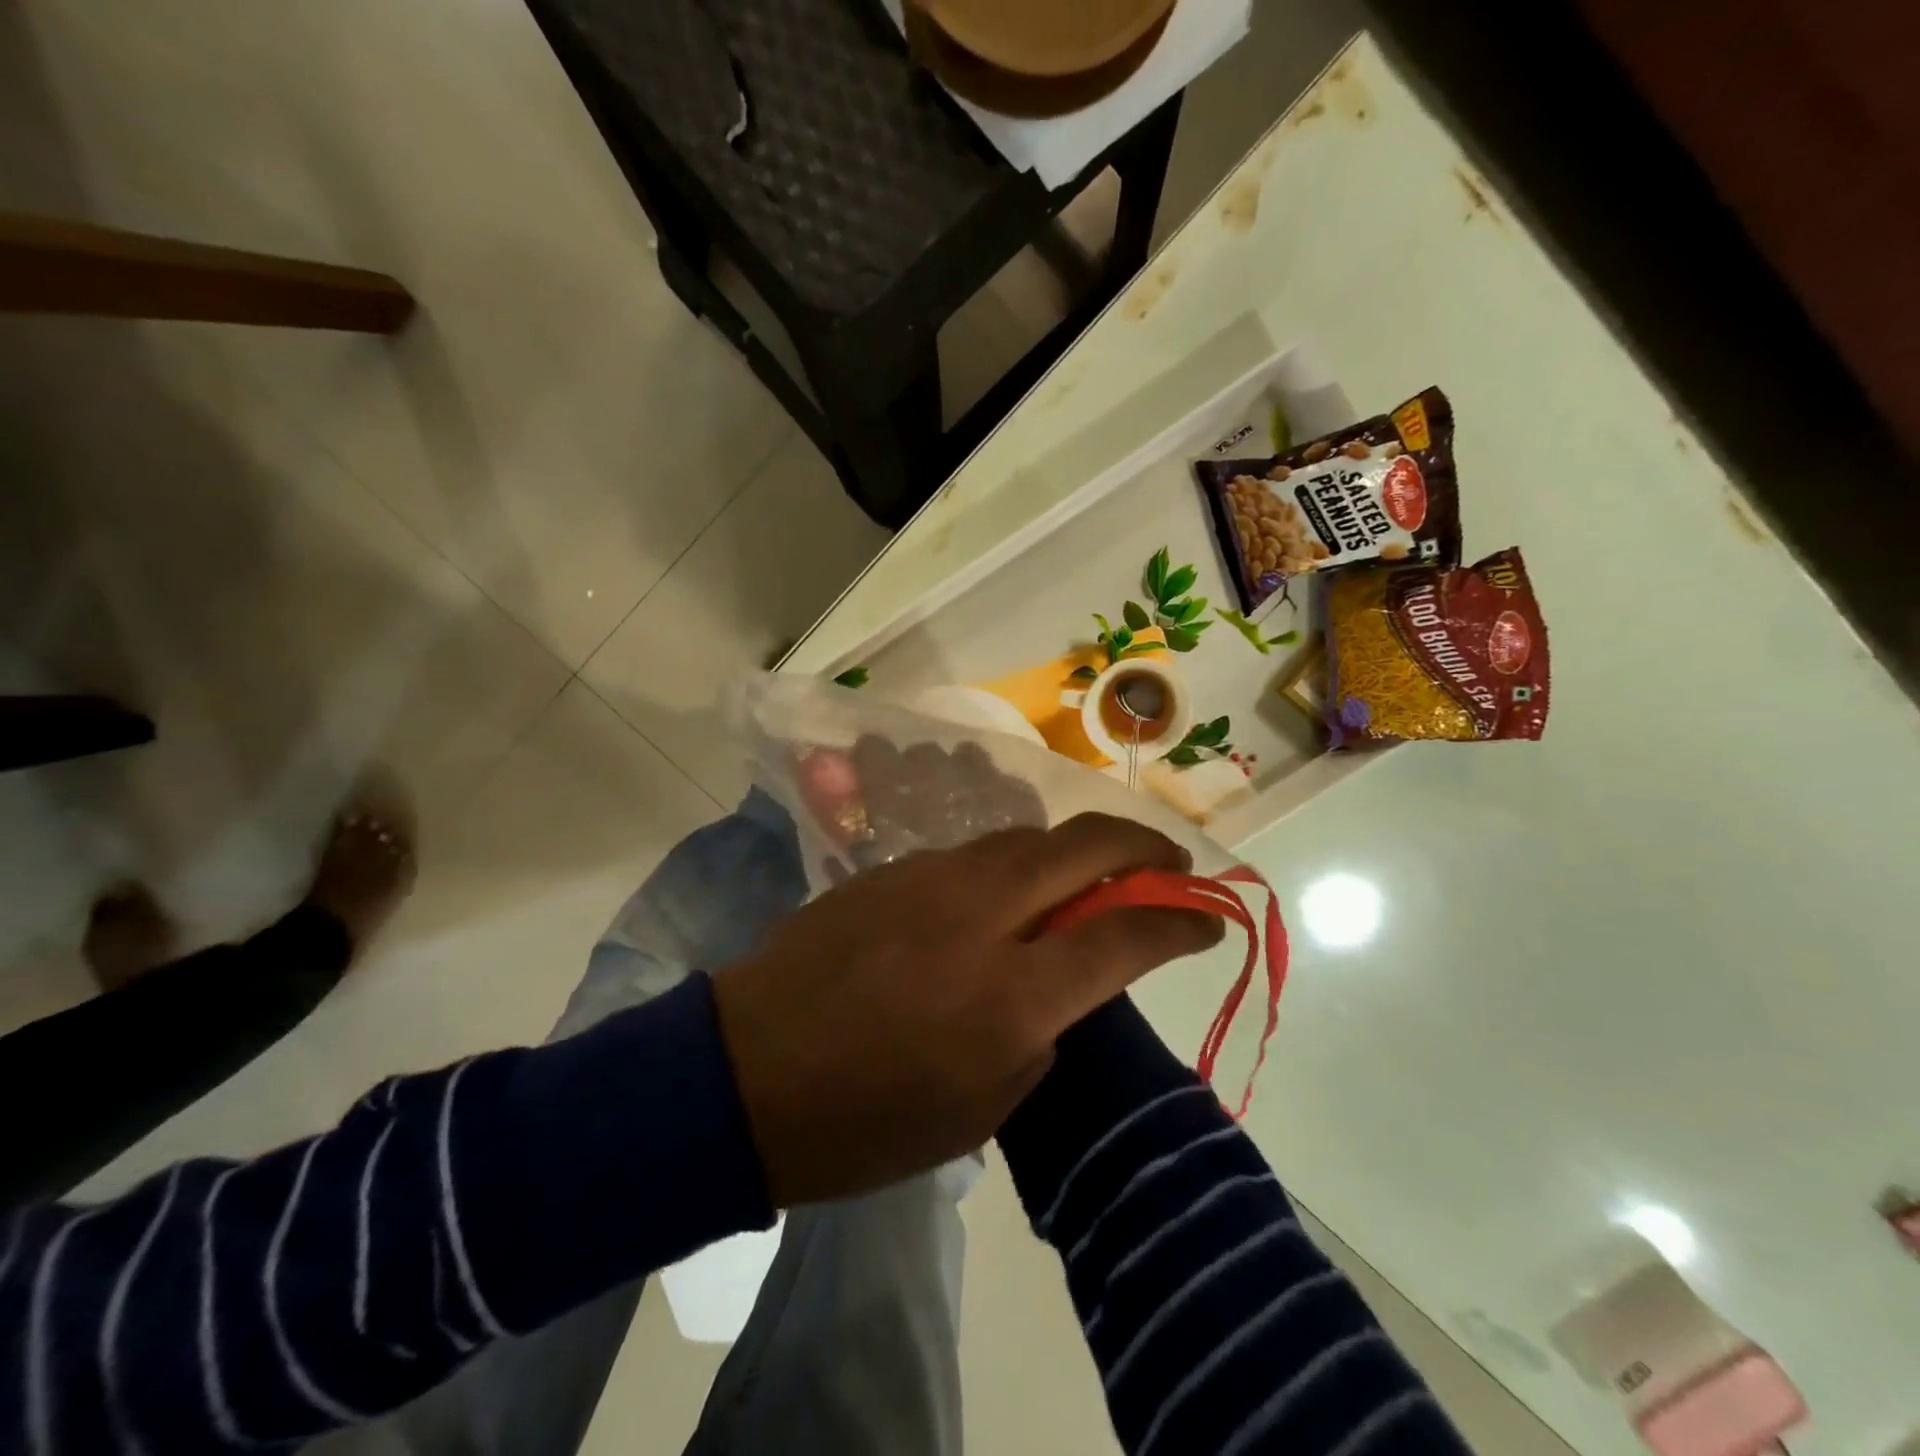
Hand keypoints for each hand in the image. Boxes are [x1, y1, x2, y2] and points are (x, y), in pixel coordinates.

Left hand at [711, 812, 1224, 1205]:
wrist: (746, 1073)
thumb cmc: (867, 1120)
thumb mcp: (982, 1106)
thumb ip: (1041, 1029)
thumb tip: (1065, 978)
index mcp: (1010, 994)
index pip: (1123, 937)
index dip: (1179, 923)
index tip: (1209, 919)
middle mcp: (979, 915)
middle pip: (1083, 848)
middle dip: (1142, 848)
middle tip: (1169, 865)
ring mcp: (930, 878)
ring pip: (1026, 837)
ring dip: (1074, 848)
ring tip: (1094, 871)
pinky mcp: (891, 868)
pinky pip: (973, 852)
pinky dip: (1013, 862)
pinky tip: (1009, 889)